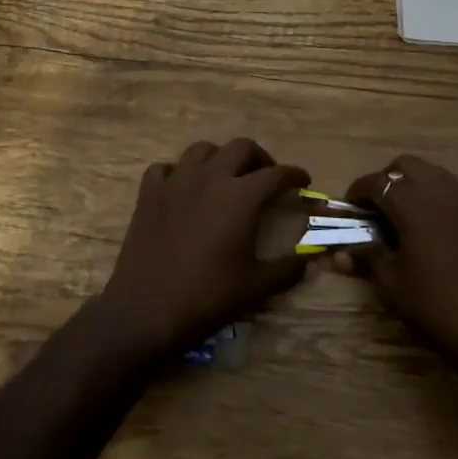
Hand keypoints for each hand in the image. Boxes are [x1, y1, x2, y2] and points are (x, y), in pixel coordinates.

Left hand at [87, 139, 311, 364]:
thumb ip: (288, 269)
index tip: (303, 181)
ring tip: (226, 177)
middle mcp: (210, 178)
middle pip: (241, 148)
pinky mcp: (148, 193)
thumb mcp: (257, 287)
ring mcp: (175, 182)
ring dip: (220, 158)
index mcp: (241, 196)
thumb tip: (310, 260)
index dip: (294, 175)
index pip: (276, 174)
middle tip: (266, 178)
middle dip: (260, 159)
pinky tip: (184, 189)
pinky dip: (179, 172)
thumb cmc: (208, 298)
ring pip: (202, 150)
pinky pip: (166, 168)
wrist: (147, 310)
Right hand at [339, 155, 457, 371]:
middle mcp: (440, 191)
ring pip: (433, 174)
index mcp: (412, 203)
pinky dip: (436, 200)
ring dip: (413, 186)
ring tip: (404, 218)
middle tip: (377, 209)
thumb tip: (342, 252)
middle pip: (406, 165)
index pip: (376, 182)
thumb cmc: (435, 304)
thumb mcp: (391, 284)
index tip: (349, 210)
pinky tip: (432, 230)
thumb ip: (367, 257)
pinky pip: (454, 193)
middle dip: (387, 180)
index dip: (357, 192)